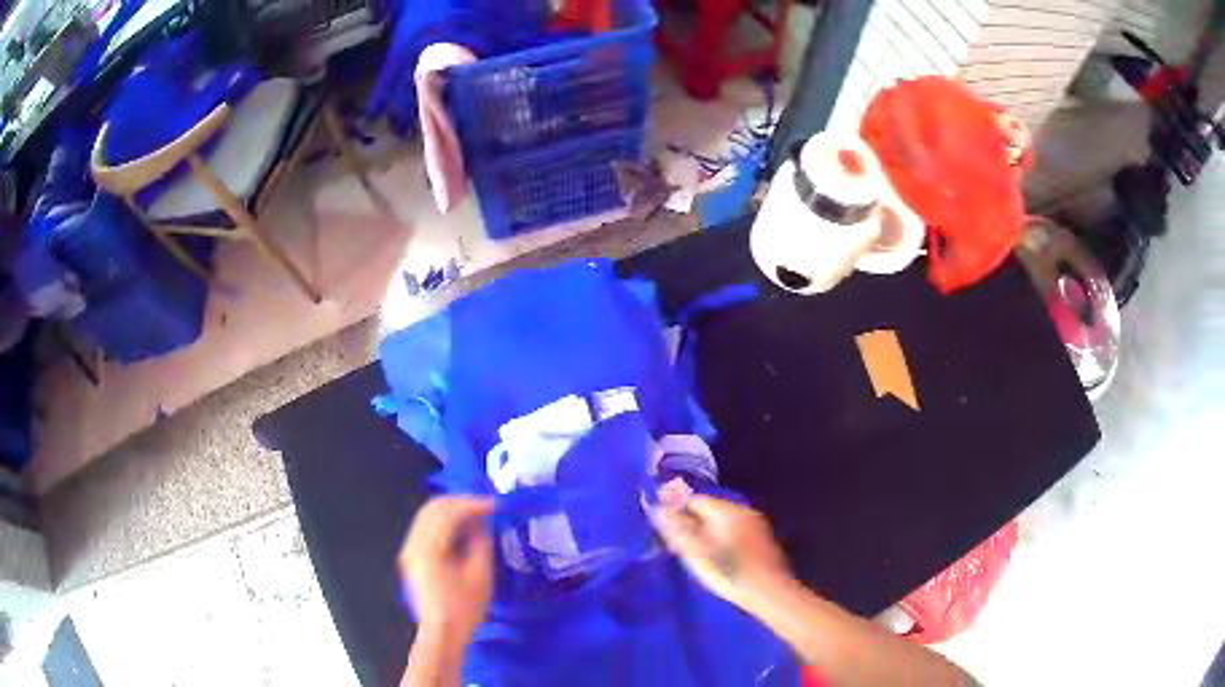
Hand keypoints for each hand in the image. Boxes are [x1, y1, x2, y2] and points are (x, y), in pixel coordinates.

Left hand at [398, 496, 493, 648]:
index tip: (494, 505)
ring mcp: (410, 549)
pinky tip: (462, 529)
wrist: (442, 633)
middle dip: (460, 502)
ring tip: (477, 516)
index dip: (473, 505)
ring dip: (452, 511)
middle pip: (433, 508)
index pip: (448, 513)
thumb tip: (481, 522)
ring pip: (427, 515)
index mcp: (429, 548)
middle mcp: (413, 543)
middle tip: (485, 507)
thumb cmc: (464, 608)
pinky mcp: (412, 557)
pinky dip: (444, 522)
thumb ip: (479, 543)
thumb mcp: (480, 575)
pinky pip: (426, 527)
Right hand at [653, 496, 791, 612]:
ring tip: (696, 553)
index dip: (677, 511)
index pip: (695, 499)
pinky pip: (736, 532)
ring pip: (724, 521)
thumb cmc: (729, 571)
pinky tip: (720, 558)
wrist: (770, 592)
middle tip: (678, 545)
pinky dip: (724, 540)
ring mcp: (756, 524)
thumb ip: (676, 528)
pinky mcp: (763, 540)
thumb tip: (657, 507)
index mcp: (727, 509)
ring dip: (708, 532)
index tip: (665, 530)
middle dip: (692, 522)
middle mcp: (744, 510)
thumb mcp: (696, 552)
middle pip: (710, 509)